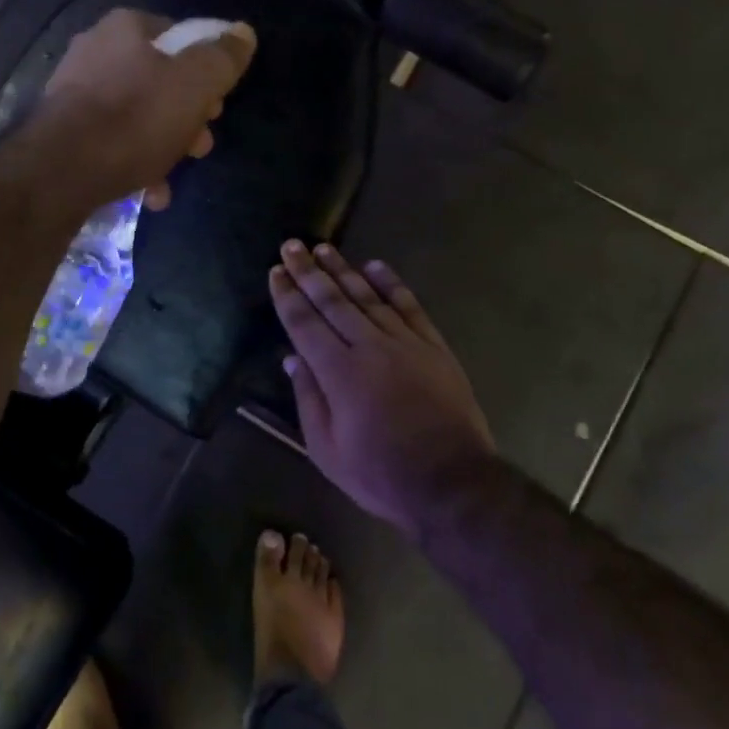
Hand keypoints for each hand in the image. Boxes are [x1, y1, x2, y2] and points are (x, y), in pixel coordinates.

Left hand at [38, 9, 256, 211]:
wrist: (60, 171)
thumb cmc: (136, 119)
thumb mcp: (195, 85)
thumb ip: (223, 57)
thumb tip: (243, 32)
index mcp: (126, 28)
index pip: (181, 36)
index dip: (207, 71)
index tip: (218, 105)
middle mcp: (96, 50)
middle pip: (159, 79)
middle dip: (186, 115)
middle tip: (201, 145)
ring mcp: (75, 91)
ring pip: (136, 113)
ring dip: (164, 144)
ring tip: (174, 174)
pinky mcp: (63, 130)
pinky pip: (111, 140)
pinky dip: (134, 162)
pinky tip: (149, 192)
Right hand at [269, 241, 494, 536]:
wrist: (452, 483)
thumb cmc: (380, 474)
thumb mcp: (327, 450)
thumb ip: (309, 399)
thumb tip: (292, 358)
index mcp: (339, 373)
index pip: (305, 323)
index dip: (287, 296)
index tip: (275, 272)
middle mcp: (369, 347)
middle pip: (332, 301)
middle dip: (308, 272)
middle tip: (291, 245)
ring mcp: (405, 343)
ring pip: (367, 297)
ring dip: (343, 270)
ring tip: (324, 248)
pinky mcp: (433, 347)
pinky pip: (409, 306)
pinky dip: (392, 284)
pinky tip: (376, 266)